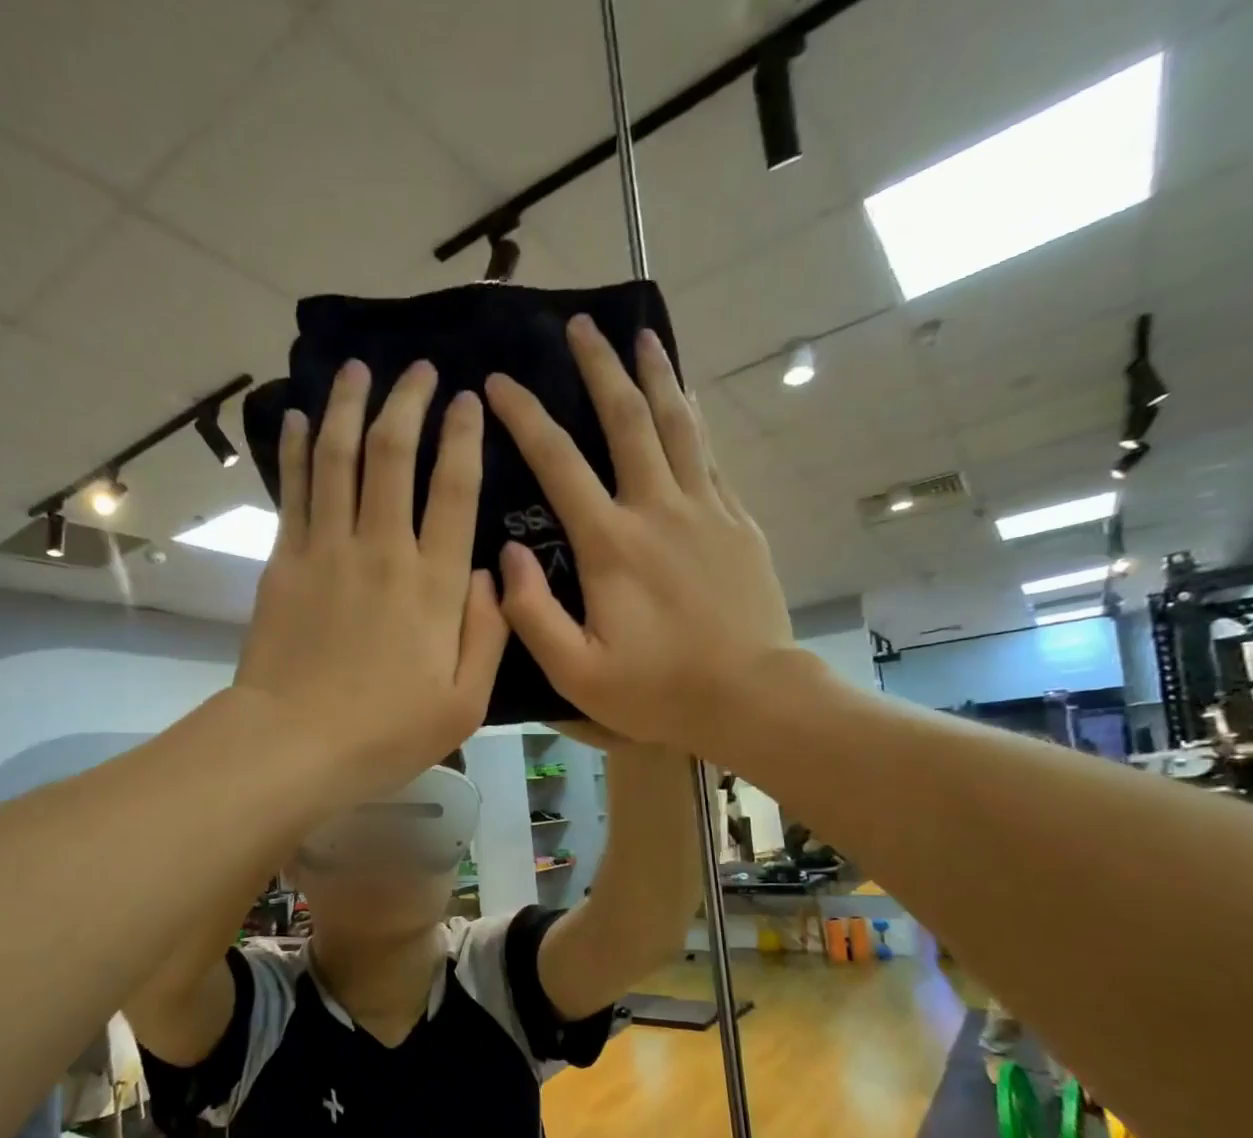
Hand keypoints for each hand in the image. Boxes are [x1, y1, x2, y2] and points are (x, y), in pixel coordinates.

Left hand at [234, 359, 506, 795]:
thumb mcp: (464, 703)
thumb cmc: (387, 733)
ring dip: (349, 405)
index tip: (469, 400)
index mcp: (434, 584)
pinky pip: (294, 490)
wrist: (294, 745)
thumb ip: (488, 634)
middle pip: (393, 454)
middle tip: (419, 371)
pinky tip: (302, 418)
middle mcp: (382, 549)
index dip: (463, 436)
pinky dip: (299, 448)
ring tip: (357, 369)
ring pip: (339, 456)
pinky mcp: (285, 561)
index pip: (454, 489)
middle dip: (408, 402)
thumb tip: (491, 574)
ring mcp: (327, 550)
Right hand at [484, 316, 795, 760]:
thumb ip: (532, 613)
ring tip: (642, 334)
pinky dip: (693, 420)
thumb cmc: (657, 689)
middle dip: (599, 367)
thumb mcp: (576, 671)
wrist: (750, 696)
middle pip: (626, 419)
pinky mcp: (737, 522)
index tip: (501, 382)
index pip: (558, 462)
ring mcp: (705, 510)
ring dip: (655, 375)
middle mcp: (657, 509)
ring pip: (678, 424)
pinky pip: (710, 456)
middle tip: (580, 325)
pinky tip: (686, 402)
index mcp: (610, 544)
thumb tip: (506, 555)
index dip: (525, 416)